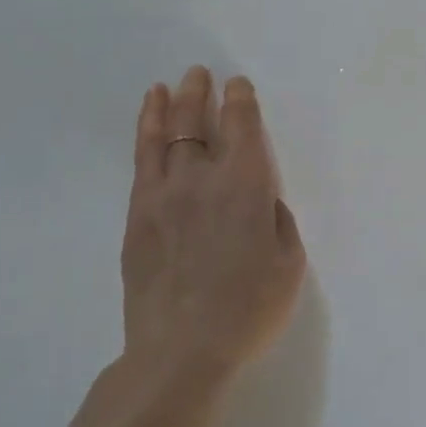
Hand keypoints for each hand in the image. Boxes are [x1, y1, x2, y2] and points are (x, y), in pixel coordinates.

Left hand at [120, 69, 306, 380]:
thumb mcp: (288, 262)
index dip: (240, 99)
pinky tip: (146, 131)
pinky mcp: (136, 218)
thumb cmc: (248, 308)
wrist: (180, 353)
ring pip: (161, 138)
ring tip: (164, 87)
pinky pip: (140, 166)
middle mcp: (201, 178)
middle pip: (196, 121)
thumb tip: (260, 201)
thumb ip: (277, 220)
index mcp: (245, 184)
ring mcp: (162, 196)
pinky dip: (143, 139)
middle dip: (199, 93)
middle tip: (199, 74)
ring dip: (165, 107)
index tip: (238, 85)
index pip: (241, 125)